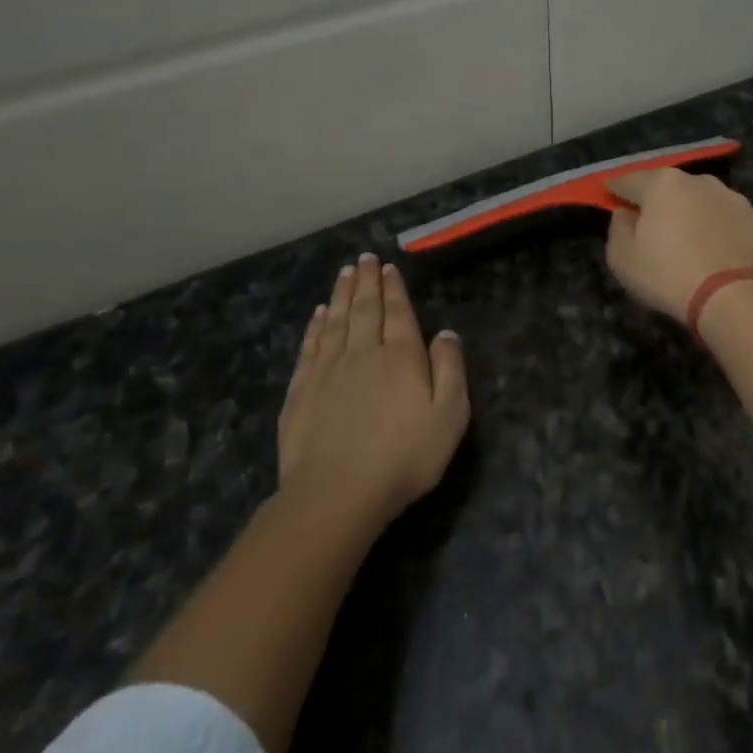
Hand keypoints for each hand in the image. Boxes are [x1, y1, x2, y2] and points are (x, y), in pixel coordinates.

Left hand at [277, 253, 469, 527]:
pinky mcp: (302, 391)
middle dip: (366, 282)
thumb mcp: (449, 416)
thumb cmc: (404, 457)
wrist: (336, 494)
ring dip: (342, 295)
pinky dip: (316, 326)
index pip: (397, 312)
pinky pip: (311, 346)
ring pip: (336, 321)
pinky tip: (320, 314)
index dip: (393, 288)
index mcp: (401, 356)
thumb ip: (450, 370)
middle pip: (365, 309)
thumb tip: (446, 333)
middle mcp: (363, 352)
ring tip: (344, 273)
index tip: (387, 267)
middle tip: (364, 258)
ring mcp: (328, 370)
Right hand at [604, 168, 752, 323]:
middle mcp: (702, 182)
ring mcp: (737, 201)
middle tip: (655, 229)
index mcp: (664, 184)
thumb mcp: (623, 259)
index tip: (611, 197)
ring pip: (706, 204)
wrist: (740, 298)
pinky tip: (722, 259)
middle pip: (672, 189)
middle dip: (661, 204)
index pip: (630, 180)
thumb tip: (626, 214)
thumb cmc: (671, 275)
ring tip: (693, 247)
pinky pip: (733, 225)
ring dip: (696, 218)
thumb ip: (618, 229)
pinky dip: (724, 235)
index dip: (616, 190)